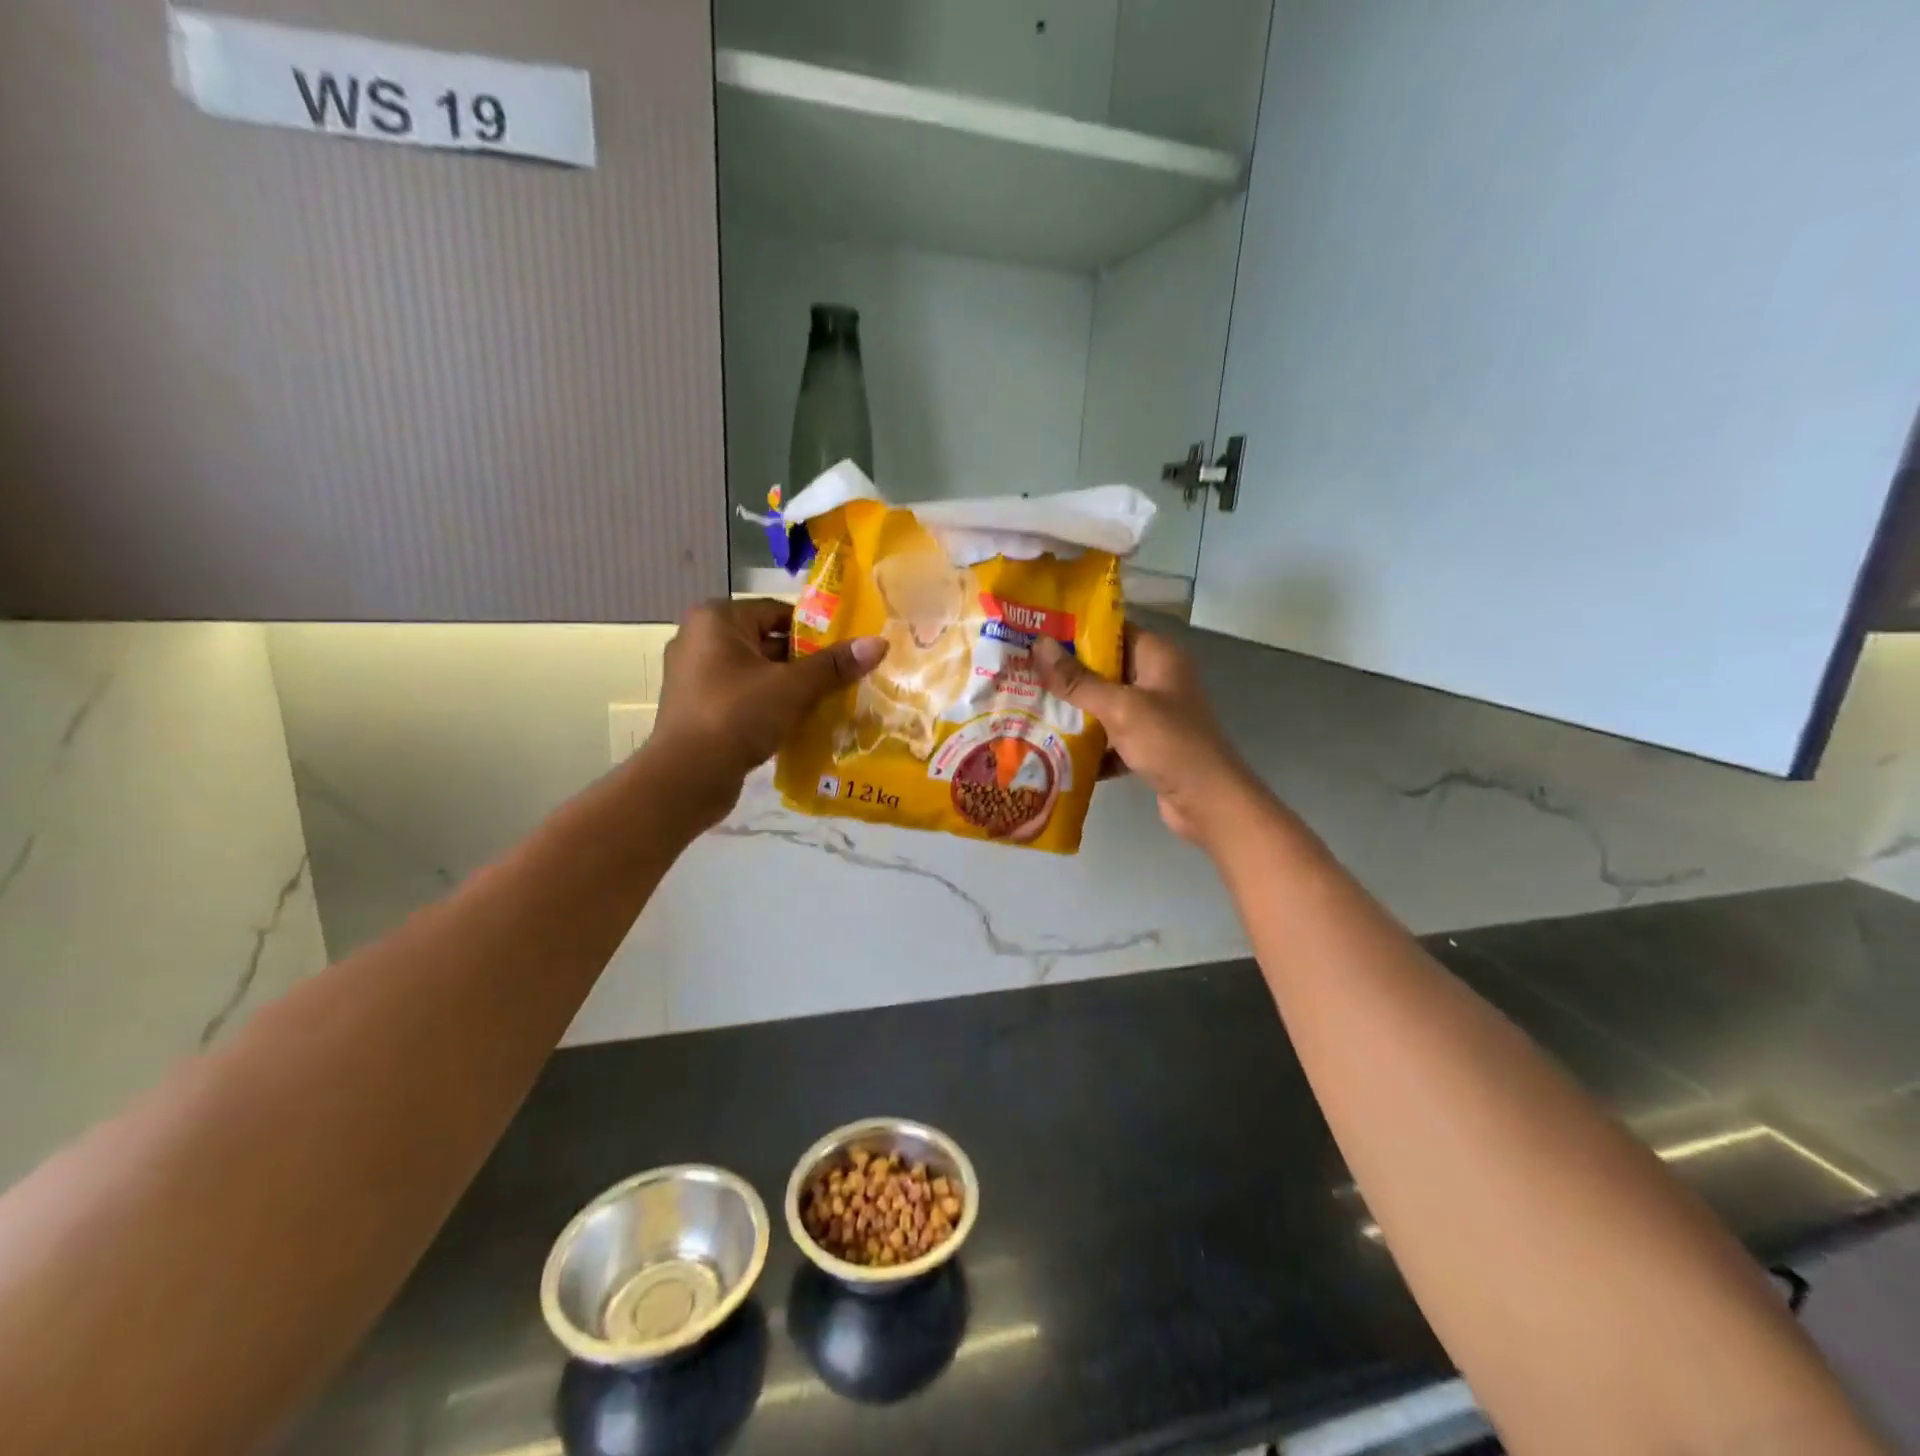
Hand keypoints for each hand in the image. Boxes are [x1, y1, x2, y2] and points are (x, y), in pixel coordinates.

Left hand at [649, 599, 886, 825]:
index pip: (777, 611)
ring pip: (757, 673)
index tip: (845, 651)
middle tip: (843, 678)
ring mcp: (695, 676)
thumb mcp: (792, 687)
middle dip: (805, 661)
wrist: (687, 777)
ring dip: (789, 687)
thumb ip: (834, 665)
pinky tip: (799, 723)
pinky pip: (743, 696)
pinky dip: (769, 705)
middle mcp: (699, 639)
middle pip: (767, 642)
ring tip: (829, 701)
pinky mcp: (697, 708)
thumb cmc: (737, 715)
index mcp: (716, 619)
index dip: (815, 630)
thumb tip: (880, 643)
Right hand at [1033, 628, 1257, 846]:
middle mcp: (1157, 680)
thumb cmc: (1168, 742)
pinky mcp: (1148, 746)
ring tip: (1029, 709)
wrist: (1207, 801)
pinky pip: (1110, 738)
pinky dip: (1088, 745)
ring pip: (1104, 705)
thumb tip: (1039, 645)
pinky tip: (1053, 750)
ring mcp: (1154, 715)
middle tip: (1022, 673)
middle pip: (1104, 669)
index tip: (1036, 634)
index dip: (1075, 630)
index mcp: (1158, 657)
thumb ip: (1078, 680)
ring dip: (1073, 712)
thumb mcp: (1119, 707)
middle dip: (1065, 675)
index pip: (1112, 630)